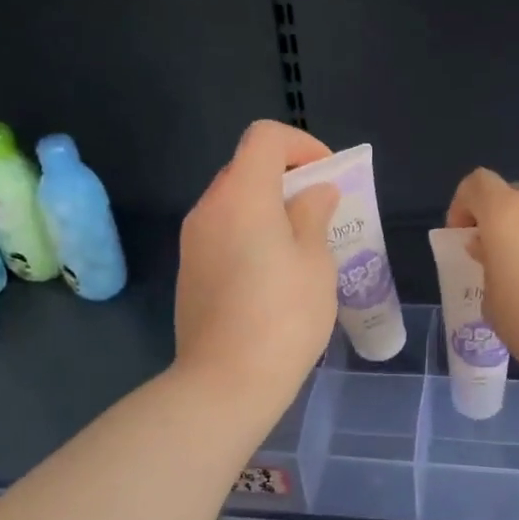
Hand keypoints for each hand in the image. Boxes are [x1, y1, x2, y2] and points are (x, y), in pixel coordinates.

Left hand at [176, 121, 340, 409]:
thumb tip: (314, 192)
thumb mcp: (315, 261)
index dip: (301, 145)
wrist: (226, 382)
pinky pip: (223, 233)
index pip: (265, 137)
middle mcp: (209, 208)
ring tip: (302, 247)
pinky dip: (250, 235)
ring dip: (269, 209)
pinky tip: (273, 276)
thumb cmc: (284, 316)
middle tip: (321, 213)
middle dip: (288, 179)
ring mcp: (193, 241)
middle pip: (247, 169)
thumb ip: (313, 214)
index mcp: (242, 195)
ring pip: (234, 203)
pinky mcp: (190, 271)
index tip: (327, 177)